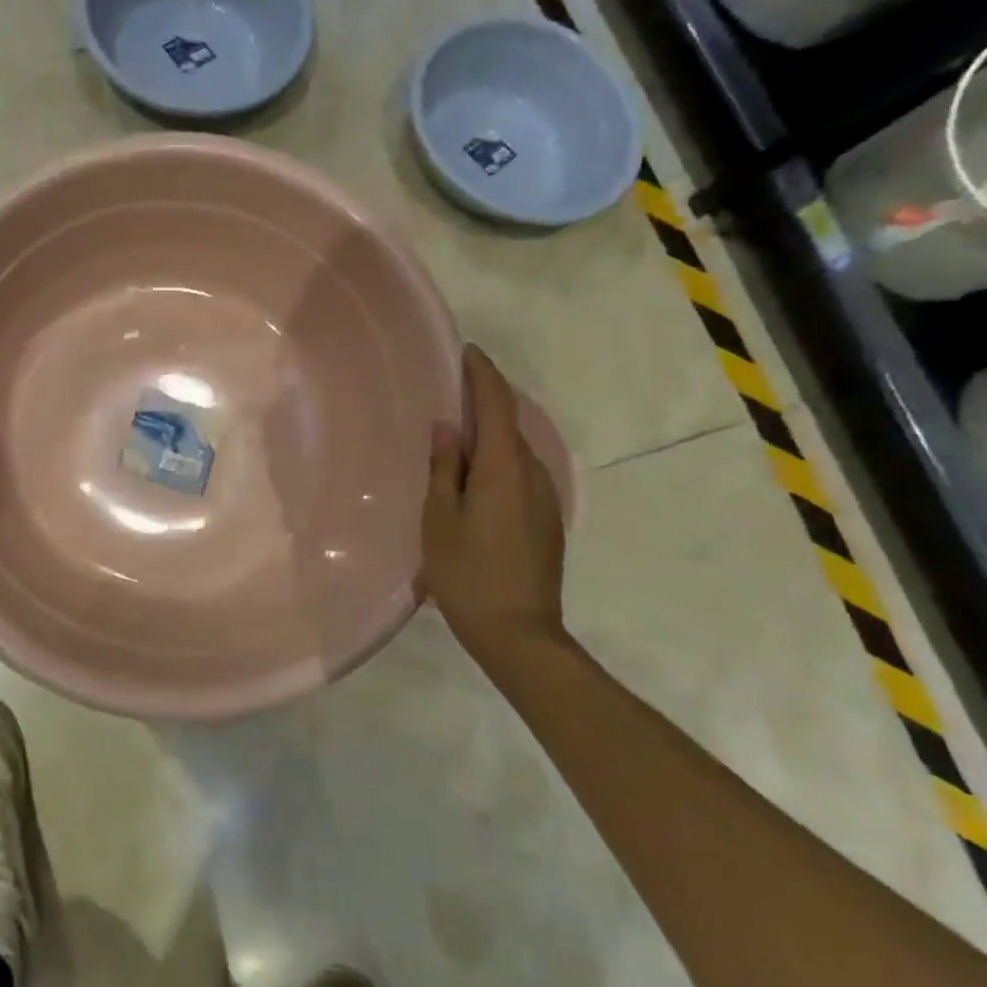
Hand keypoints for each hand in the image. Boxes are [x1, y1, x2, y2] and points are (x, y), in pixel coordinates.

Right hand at [419, 343, 566, 671]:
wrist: (519, 635)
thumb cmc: (468, 573)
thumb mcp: (440, 518)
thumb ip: (444, 468)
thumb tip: (448, 427)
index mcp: (504, 468)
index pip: (498, 405)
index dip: (483, 374)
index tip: (467, 351)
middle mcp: (532, 474)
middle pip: (510, 424)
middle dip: (484, 401)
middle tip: (449, 390)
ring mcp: (544, 499)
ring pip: (514, 451)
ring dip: (490, 434)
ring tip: (455, 433)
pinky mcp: (546, 520)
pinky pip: (519, 473)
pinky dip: (496, 460)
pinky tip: (473, 476)